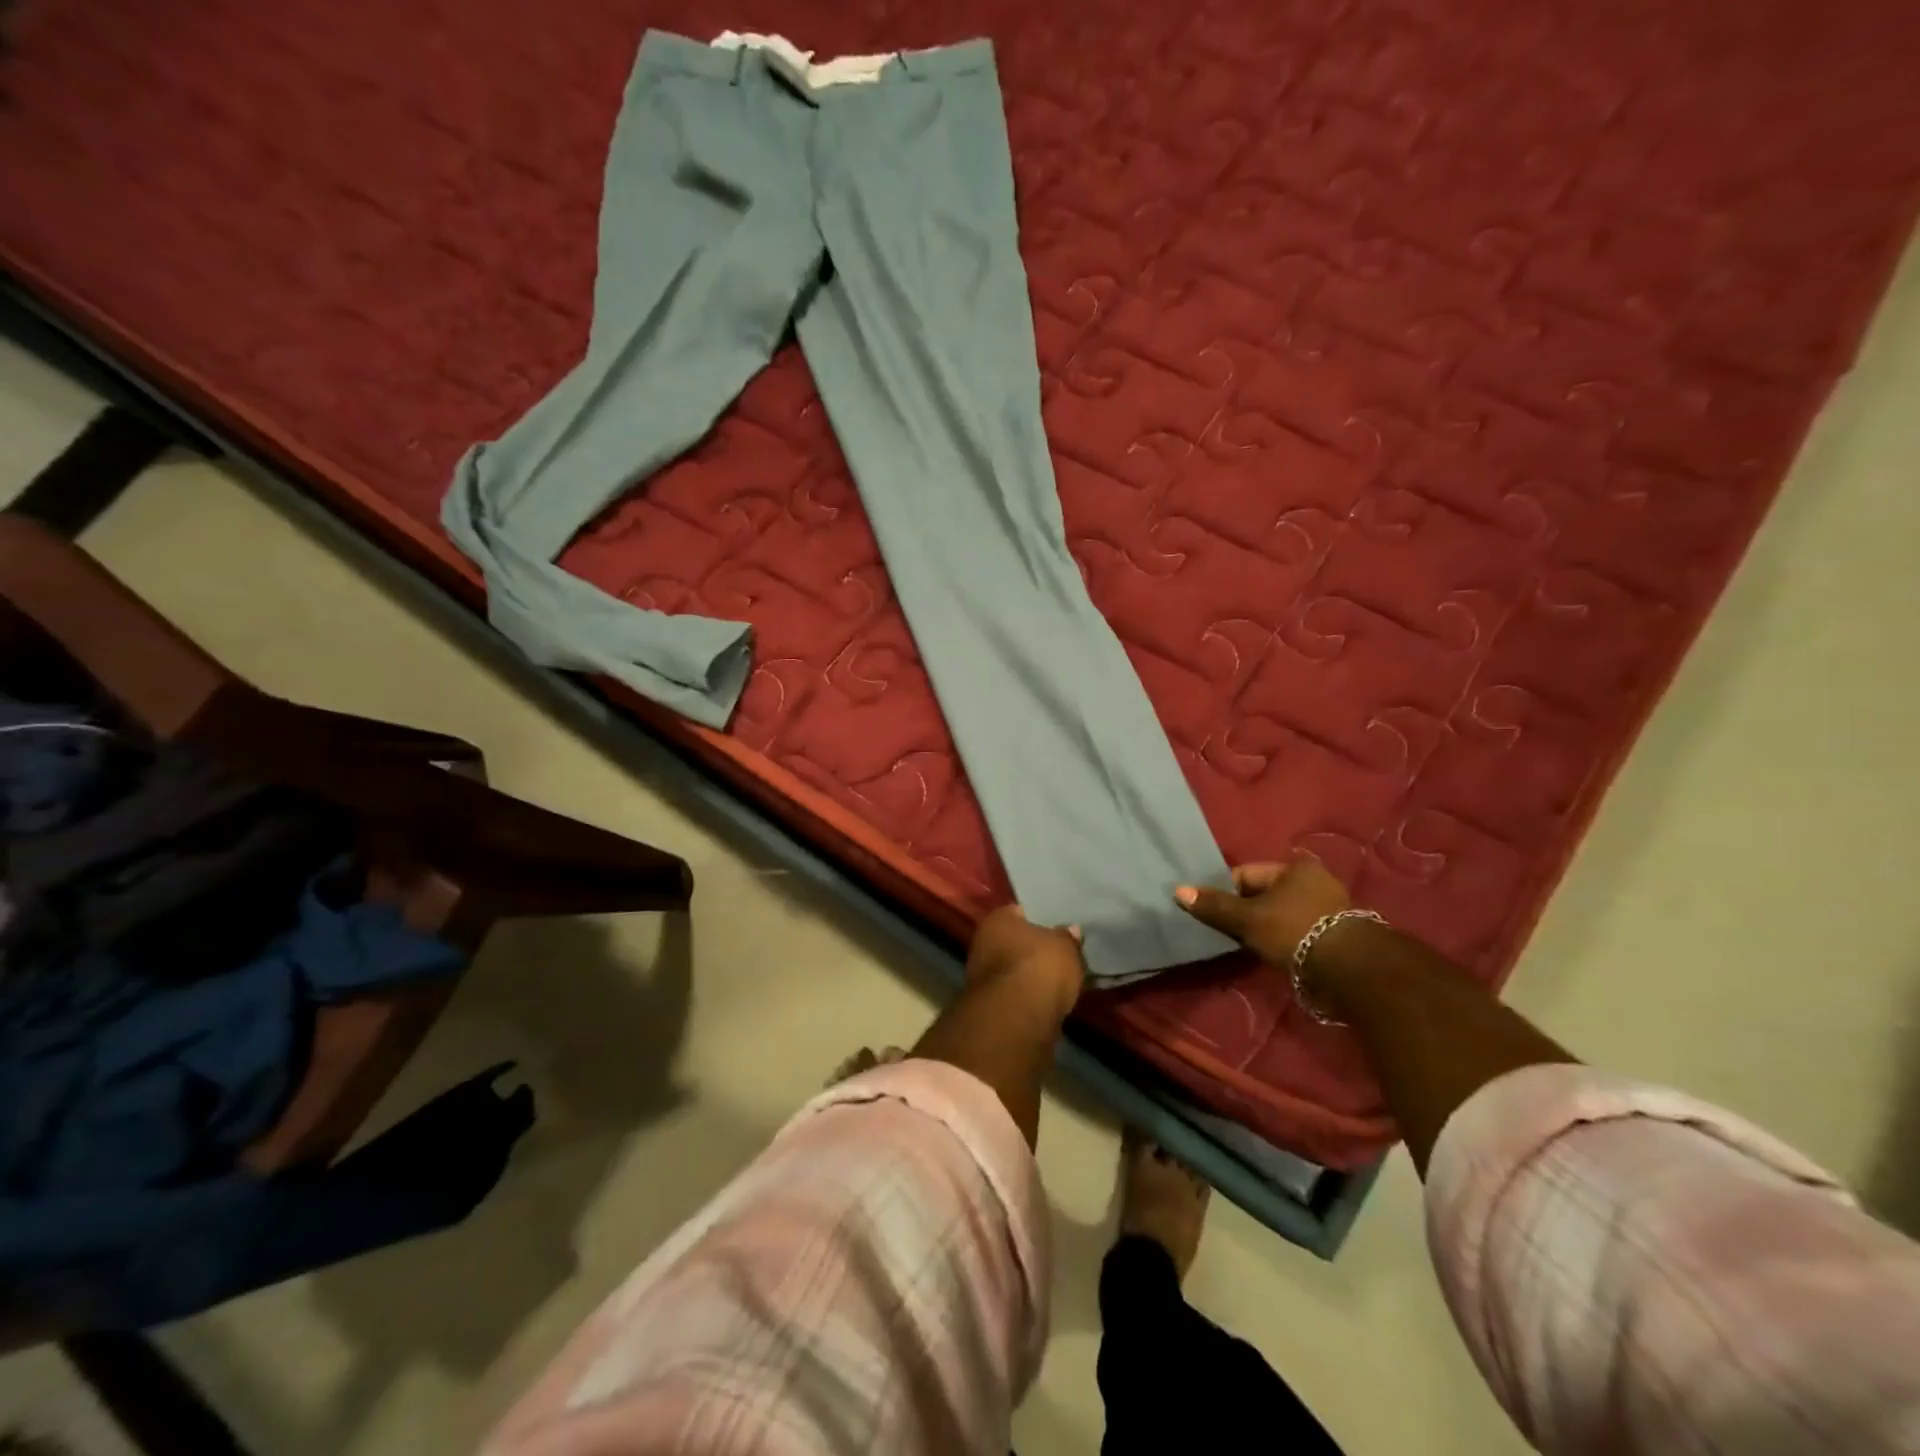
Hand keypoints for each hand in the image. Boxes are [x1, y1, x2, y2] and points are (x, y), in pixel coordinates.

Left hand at [966, 905, 1085, 1015]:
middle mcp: (983, 944)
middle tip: (1061, 955)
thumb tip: (1071, 930)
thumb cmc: (1039, 967)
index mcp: (997, 920)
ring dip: (1031, 977)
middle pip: (1015, 943)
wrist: (1017, 1018)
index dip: (1040, 919)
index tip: (1058, 926)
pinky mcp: (991, 1007)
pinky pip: (1016, 996)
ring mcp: (983, 978)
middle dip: (1034, 950)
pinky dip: (1030, 999)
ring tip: (1059, 982)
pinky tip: (1049, 1002)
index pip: (1020, 912)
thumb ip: (1067, 937)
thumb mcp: (1065, 946)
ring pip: (1014, 971)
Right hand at [1174, 857, 1349, 969]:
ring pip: (1281, 913)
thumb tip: (1178, 890)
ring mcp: (1329, 907)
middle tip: (1233, 933)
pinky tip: (1276, 955)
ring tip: (1253, 947)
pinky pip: (1297, 930)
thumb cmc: (1294, 931)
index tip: (1217, 916)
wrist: (1349, 971)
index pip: (1246, 874)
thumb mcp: (1247, 919)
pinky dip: (1284, 940)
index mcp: (1295, 867)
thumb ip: (1214, 906)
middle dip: (1247, 912)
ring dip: (1266, 928)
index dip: (1227, 893)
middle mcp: (1315, 880)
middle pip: (1264, 894)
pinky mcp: (1337, 933)